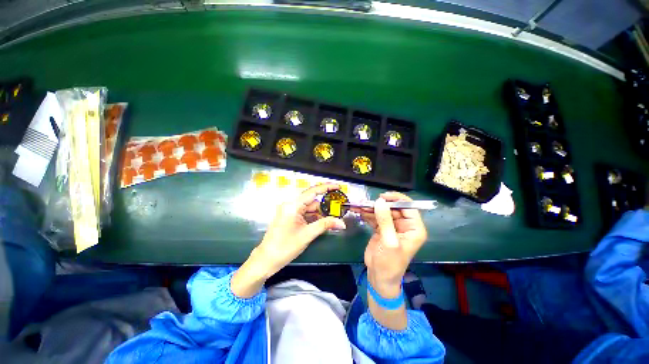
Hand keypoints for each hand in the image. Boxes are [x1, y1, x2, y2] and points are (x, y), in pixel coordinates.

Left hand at [256, 183, 346, 276]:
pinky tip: (321, 223)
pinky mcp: (289, 217)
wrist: (267, 260)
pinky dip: (313, 217)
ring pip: (309, 208)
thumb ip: (325, 225)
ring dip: (320, 214)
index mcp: (293, 205)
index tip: (338, 186)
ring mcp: (289, 211)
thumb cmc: (285, 247)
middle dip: (325, 207)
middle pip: (312, 201)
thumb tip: (342, 223)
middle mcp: (290, 205)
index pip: (313, 191)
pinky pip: (304, 213)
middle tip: (338, 211)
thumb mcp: (308, 234)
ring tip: (332, 220)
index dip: (326, 187)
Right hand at [356, 192, 426, 296]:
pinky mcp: (381, 229)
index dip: (396, 199)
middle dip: (379, 204)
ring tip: (358, 205)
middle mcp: (404, 225)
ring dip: (370, 208)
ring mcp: (392, 226)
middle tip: (364, 202)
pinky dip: (367, 214)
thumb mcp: (389, 242)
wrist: (379, 277)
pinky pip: (375, 217)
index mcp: (414, 228)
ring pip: (382, 211)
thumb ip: (385, 220)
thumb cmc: (389, 263)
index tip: (382, 197)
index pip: (408, 208)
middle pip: (392, 208)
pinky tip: (358, 211)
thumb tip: (380, 201)